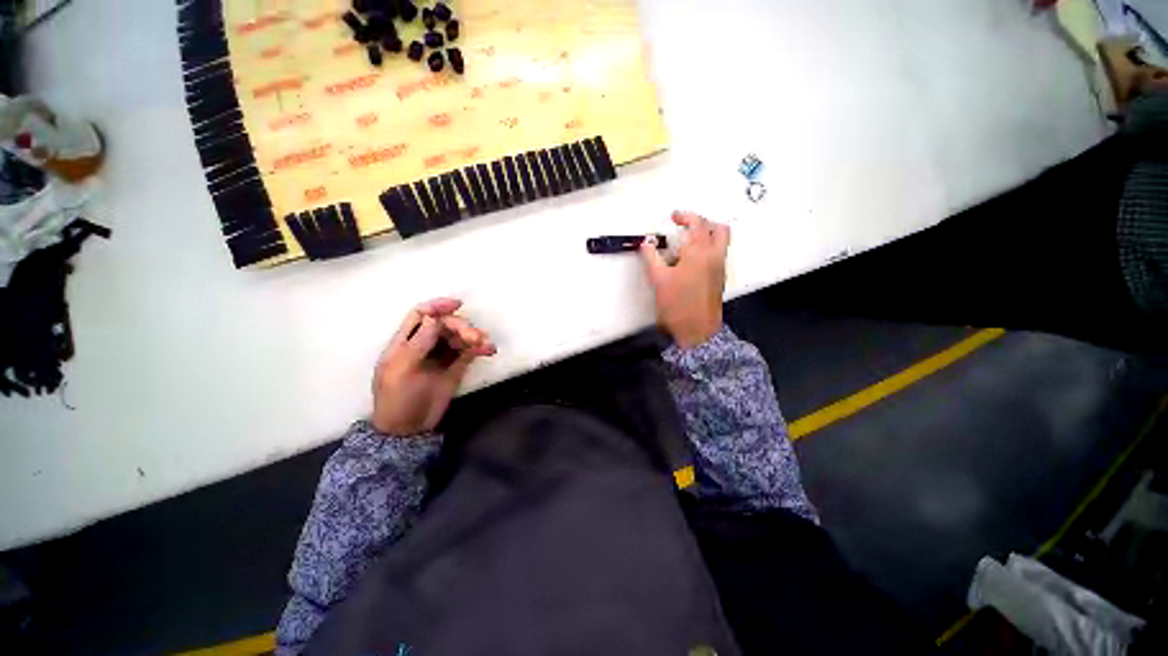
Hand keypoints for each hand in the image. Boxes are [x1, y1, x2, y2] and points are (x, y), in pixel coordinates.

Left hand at [371, 298, 495, 435]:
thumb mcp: (401, 370)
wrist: (409, 429)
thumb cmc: (397, 399)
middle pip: (444, 325)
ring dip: (473, 336)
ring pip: (459, 337)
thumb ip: (417, 344)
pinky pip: (469, 352)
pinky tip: (489, 350)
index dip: (437, 306)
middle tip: (473, 336)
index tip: (457, 304)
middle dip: (460, 326)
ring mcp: (441, 357)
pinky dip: (479, 349)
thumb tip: (432, 318)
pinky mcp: (455, 368)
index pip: (420, 316)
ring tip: (483, 343)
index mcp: (405, 343)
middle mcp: (424, 346)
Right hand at [640, 211, 730, 348]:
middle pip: (718, 228)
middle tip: (685, 228)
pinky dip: (706, 250)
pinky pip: (717, 255)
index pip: (697, 223)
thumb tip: (646, 244)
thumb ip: (651, 258)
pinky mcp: (719, 279)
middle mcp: (715, 256)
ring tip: (685, 247)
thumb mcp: (658, 280)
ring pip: (720, 242)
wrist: (697, 331)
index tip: (673, 217)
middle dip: (702, 223)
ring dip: (706, 236)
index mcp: (700, 252)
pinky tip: (688, 263)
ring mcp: (720, 268)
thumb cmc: (677, 304)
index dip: (685, 215)